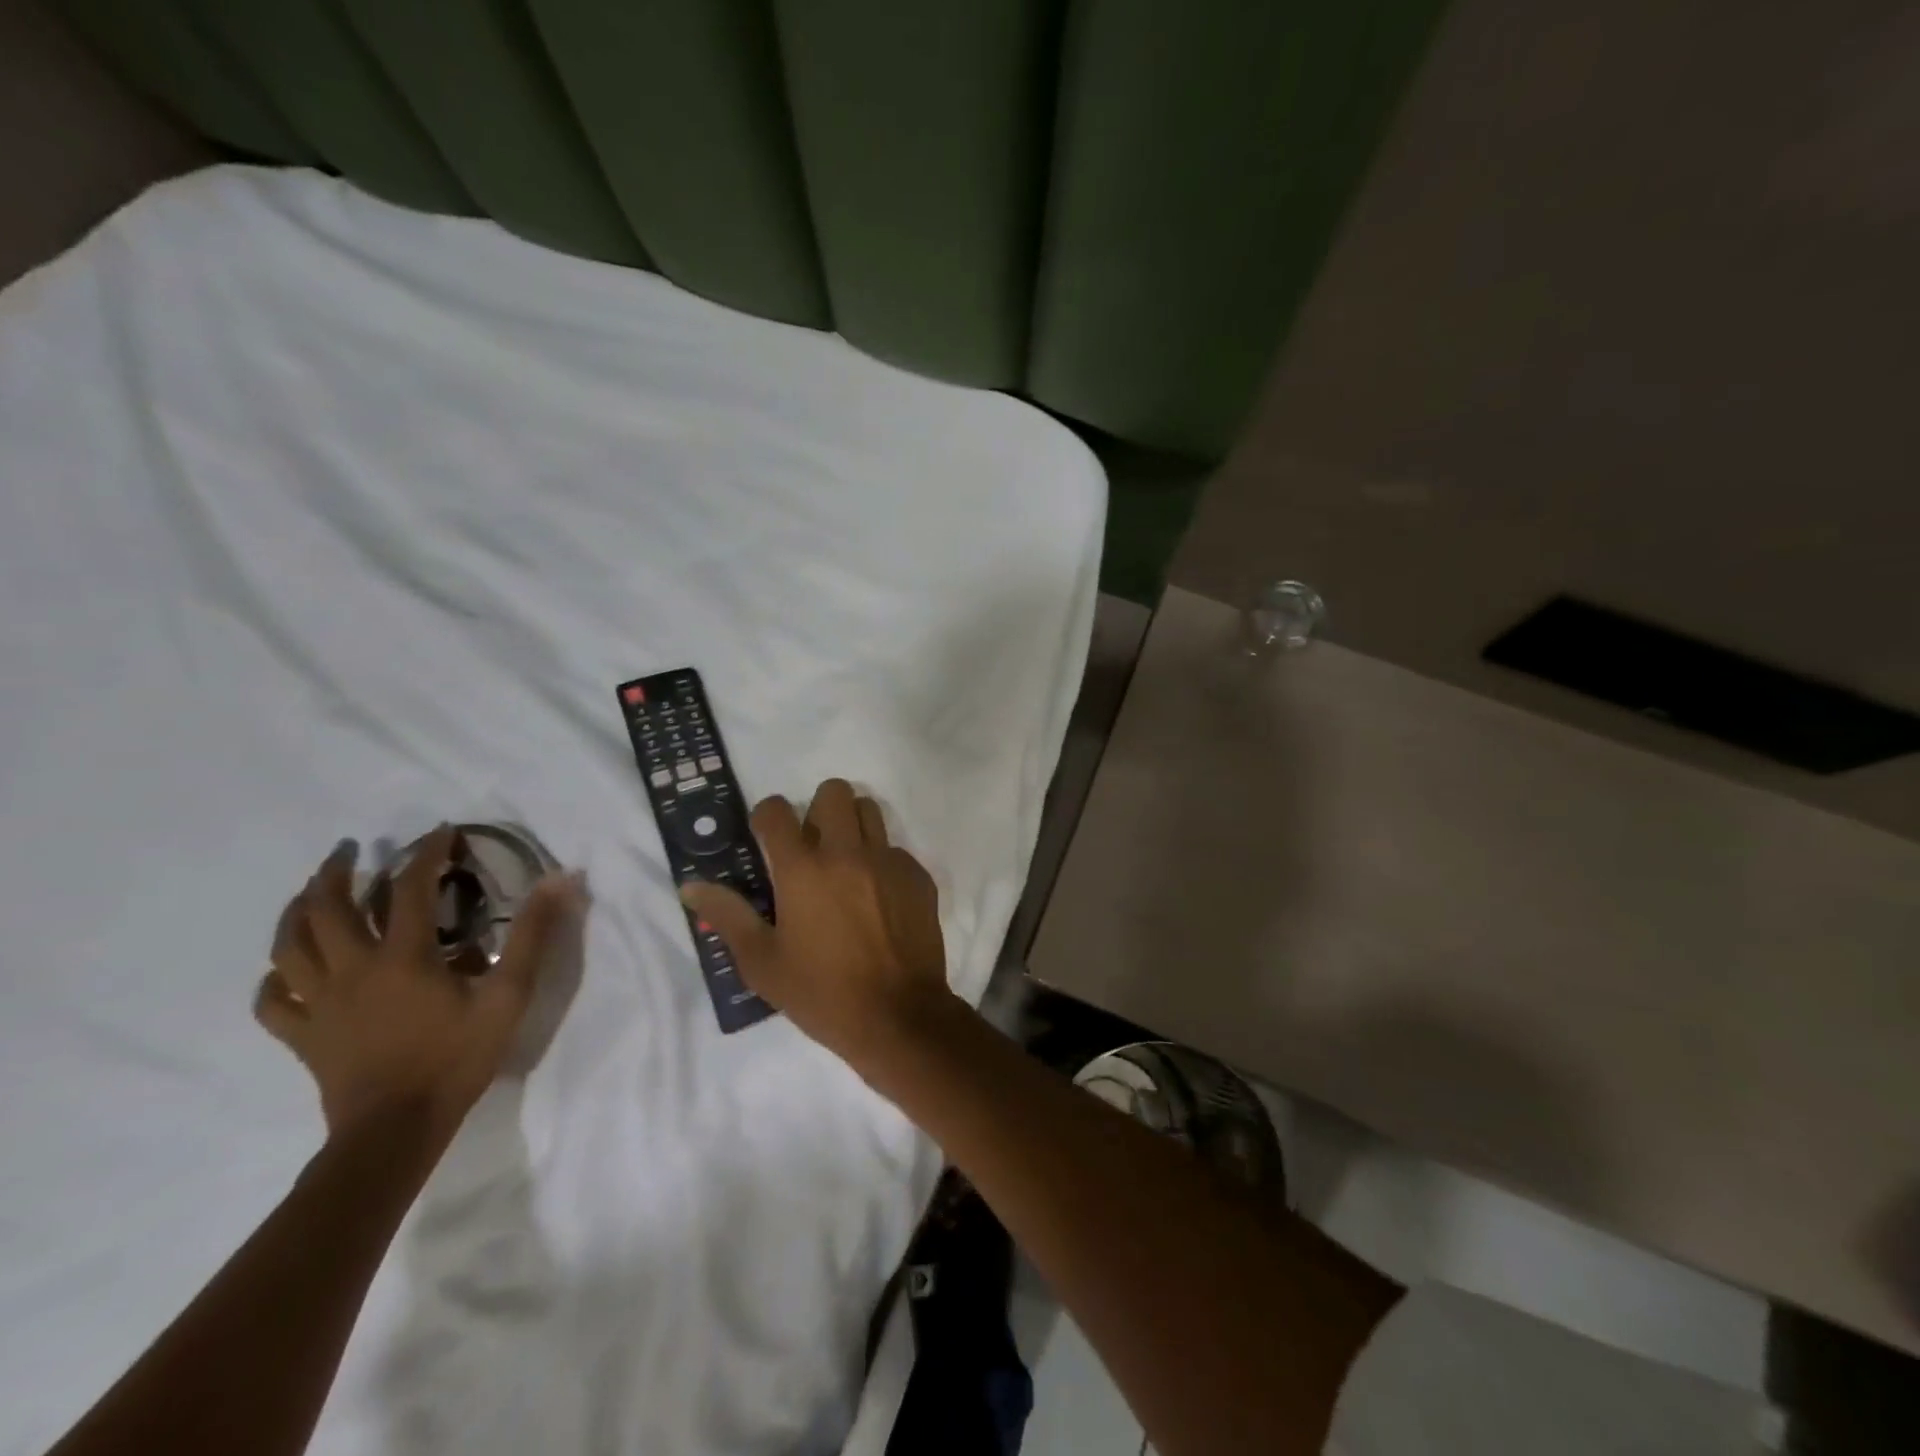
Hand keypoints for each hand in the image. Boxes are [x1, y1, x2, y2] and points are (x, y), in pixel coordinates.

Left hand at [254, 828, 583, 1142]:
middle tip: (352, 851)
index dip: (426, 854)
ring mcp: (320, 1004)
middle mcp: (352, 970)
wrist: (395, 1131)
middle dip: (337, 872)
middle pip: (327, 909)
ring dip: (296, 912)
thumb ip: (534, 936)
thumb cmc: (457, 1059)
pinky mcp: (303, 1036)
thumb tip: (561, 881)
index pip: (409, 888)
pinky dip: (277, 979)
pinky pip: (275, 1002)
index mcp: (402, 957)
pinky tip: (287, 970)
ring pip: (289, 947)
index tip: (441, 832)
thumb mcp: (509, 995)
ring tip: (310, 893)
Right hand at [681, 779, 951, 1066]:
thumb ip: (728, 915)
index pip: (776, 811)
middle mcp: (847, 852)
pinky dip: (881, 861)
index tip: (766, 837)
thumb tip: (691, 886)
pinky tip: (877, 897)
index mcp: (803, 870)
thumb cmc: (822, 993)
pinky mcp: (917, 876)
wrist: (898, 1016)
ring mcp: (888, 861)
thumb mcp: (762, 963)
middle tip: (811, 844)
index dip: (766, 816)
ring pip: (869, 810)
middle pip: (832, 792)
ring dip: (852, 824)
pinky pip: (895, 848)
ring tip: (844, 861)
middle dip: (816, 809)